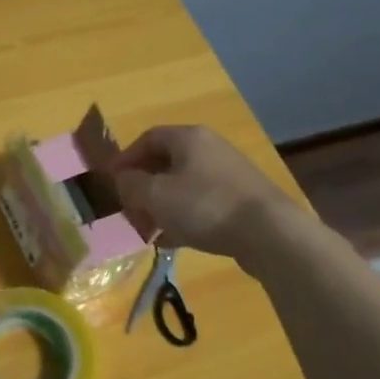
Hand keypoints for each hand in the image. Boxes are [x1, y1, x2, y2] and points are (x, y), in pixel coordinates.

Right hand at [112, 126, 292, 259]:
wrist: (269, 233)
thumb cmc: (204, 206)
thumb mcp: (155, 196)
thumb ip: (131, 184)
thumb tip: (122, 179)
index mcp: (188, 138)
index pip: (147, 138)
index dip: (125, 158)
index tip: (110, 181)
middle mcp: (210, 148)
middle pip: (166, 162)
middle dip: (142, 187)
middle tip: (128, 210)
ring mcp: (229, 174)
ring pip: (183, 186)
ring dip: (161, 205)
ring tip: (148, 230)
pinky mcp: (241, 200)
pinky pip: (202, 203)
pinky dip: (183, 217)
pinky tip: (172, 241)